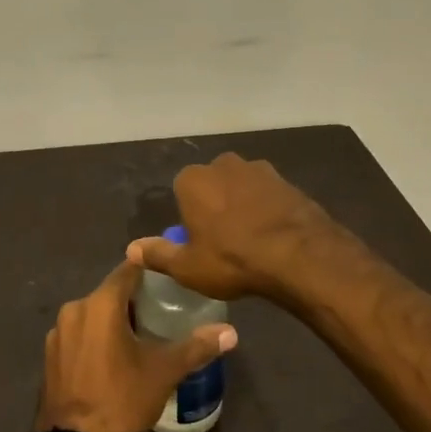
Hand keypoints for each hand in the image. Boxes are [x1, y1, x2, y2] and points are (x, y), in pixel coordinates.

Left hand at [34, 259, 237, 431]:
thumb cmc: (121, 400)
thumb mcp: (164, 372)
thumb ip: (197, 347)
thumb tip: (231, 333)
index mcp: (99, 304)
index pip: (127, 271)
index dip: (149, 270)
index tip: (168, 276)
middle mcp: (73, 310)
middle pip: (108, 294)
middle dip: (132, 300)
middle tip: (161, 312)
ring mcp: (57, 335)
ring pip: (91, 316)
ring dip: (112, 322)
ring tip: (139, 337)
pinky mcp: (49, 357)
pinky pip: (78, 336)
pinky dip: (95, 339)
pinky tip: (111, 359)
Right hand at [125, 152, 341, 301]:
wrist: (299, 255)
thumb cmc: (232, 259)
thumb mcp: (188, 267)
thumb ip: (158, 254)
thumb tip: (131, 248)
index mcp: (193, 180)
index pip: (182, 192)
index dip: (190, 217)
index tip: (199, 242)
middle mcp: (224, 164)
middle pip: (213, 185)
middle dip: (216, 205)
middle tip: (224, 241)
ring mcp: (259, 169)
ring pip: (242, 187)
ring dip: (243, 205)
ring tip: (252, 240)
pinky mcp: (288, 181)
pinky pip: (269, 195)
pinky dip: (268, 210)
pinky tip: (274, 236)